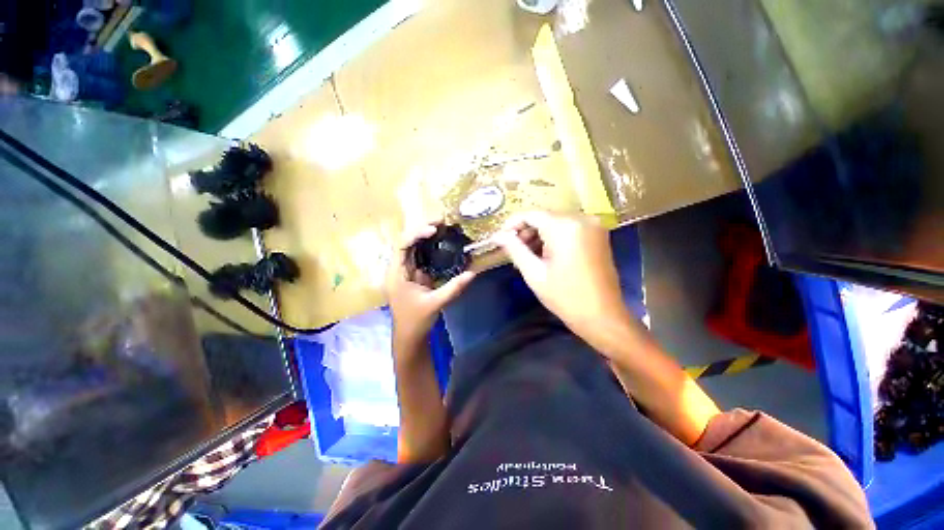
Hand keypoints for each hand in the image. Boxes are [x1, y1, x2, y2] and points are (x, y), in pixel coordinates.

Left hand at [386, 222, 475, 351]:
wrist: (409, 335)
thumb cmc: (416, 321)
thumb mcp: (435, 303)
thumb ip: (453, 288)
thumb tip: (473, 273)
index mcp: (397, 274)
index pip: (402, 245)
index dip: (416, 234)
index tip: (433, 230)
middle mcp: (399, 268)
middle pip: (407, 242)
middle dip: (423, 229)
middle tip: (441, 221)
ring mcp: (407, 271)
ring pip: (414, 247)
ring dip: (427, 236)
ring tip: (443, 227)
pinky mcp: (415, 275)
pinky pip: (422, 257)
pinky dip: (432, 248)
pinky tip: (443, 243)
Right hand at [495, 211, 628, 337]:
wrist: (603, 316)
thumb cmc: (565, 297)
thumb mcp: (534, 273)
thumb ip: (515, 249)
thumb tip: (498, 236)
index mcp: (565, 226)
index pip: (531, 214)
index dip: (512, 224)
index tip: (500, 237)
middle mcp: (581, 218)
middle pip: (544, 217)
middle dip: (525, 231)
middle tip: (512, 250)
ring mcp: (593, 226)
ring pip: (555, 222)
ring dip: (538, 235)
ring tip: (526, 256)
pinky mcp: (598, 235)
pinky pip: (568, 228)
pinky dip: (553, 238)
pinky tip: (544, 255)